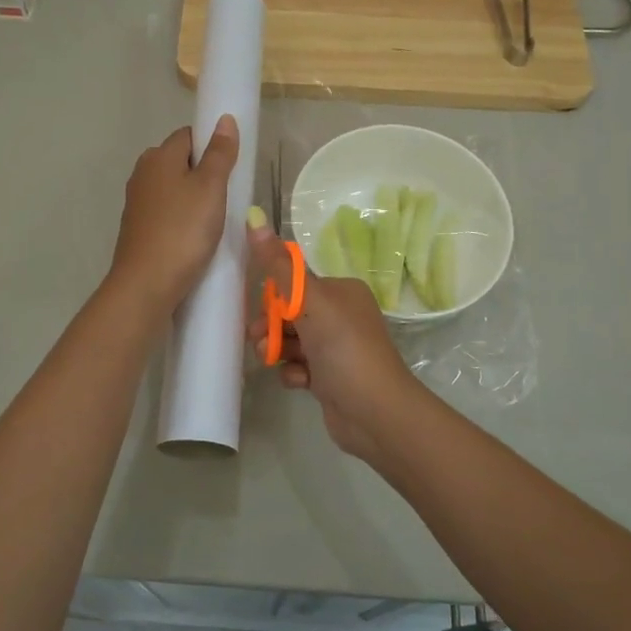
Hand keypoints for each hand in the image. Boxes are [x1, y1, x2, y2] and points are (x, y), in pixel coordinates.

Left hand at [109, 116, 239, 313]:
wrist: (146, 284)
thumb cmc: (183, 230)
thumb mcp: (210, 188)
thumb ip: (220, 153)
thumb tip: (224, 119)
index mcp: (158, 156)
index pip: (189, 135)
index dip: (212, 145)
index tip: (232, 167)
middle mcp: (143, 173)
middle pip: (180, 161)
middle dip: (204, 173)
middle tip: (229, 195)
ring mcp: (138, 202)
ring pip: (174, 188)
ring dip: (194, 198)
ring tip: (216, 219)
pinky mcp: (138, 228)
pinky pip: (167, 212)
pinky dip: (182, 218)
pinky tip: (196, 236)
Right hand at [245, 218, 431, 469]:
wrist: (376, 413)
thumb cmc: (345, 349)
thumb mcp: (310, 302)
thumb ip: (279, 266)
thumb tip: (254, 217)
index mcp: (342, 292)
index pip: (296, 284)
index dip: (273, 298)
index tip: (259, 313)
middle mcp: (342, 316)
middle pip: (291, 314)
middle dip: (272, 327)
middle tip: (259, 341)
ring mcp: (337, 349)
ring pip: (293, 342)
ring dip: (279, 351)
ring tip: (273, 362)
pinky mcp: (331, 378)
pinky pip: (301, 367)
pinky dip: (295, 373)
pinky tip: (299, 383)